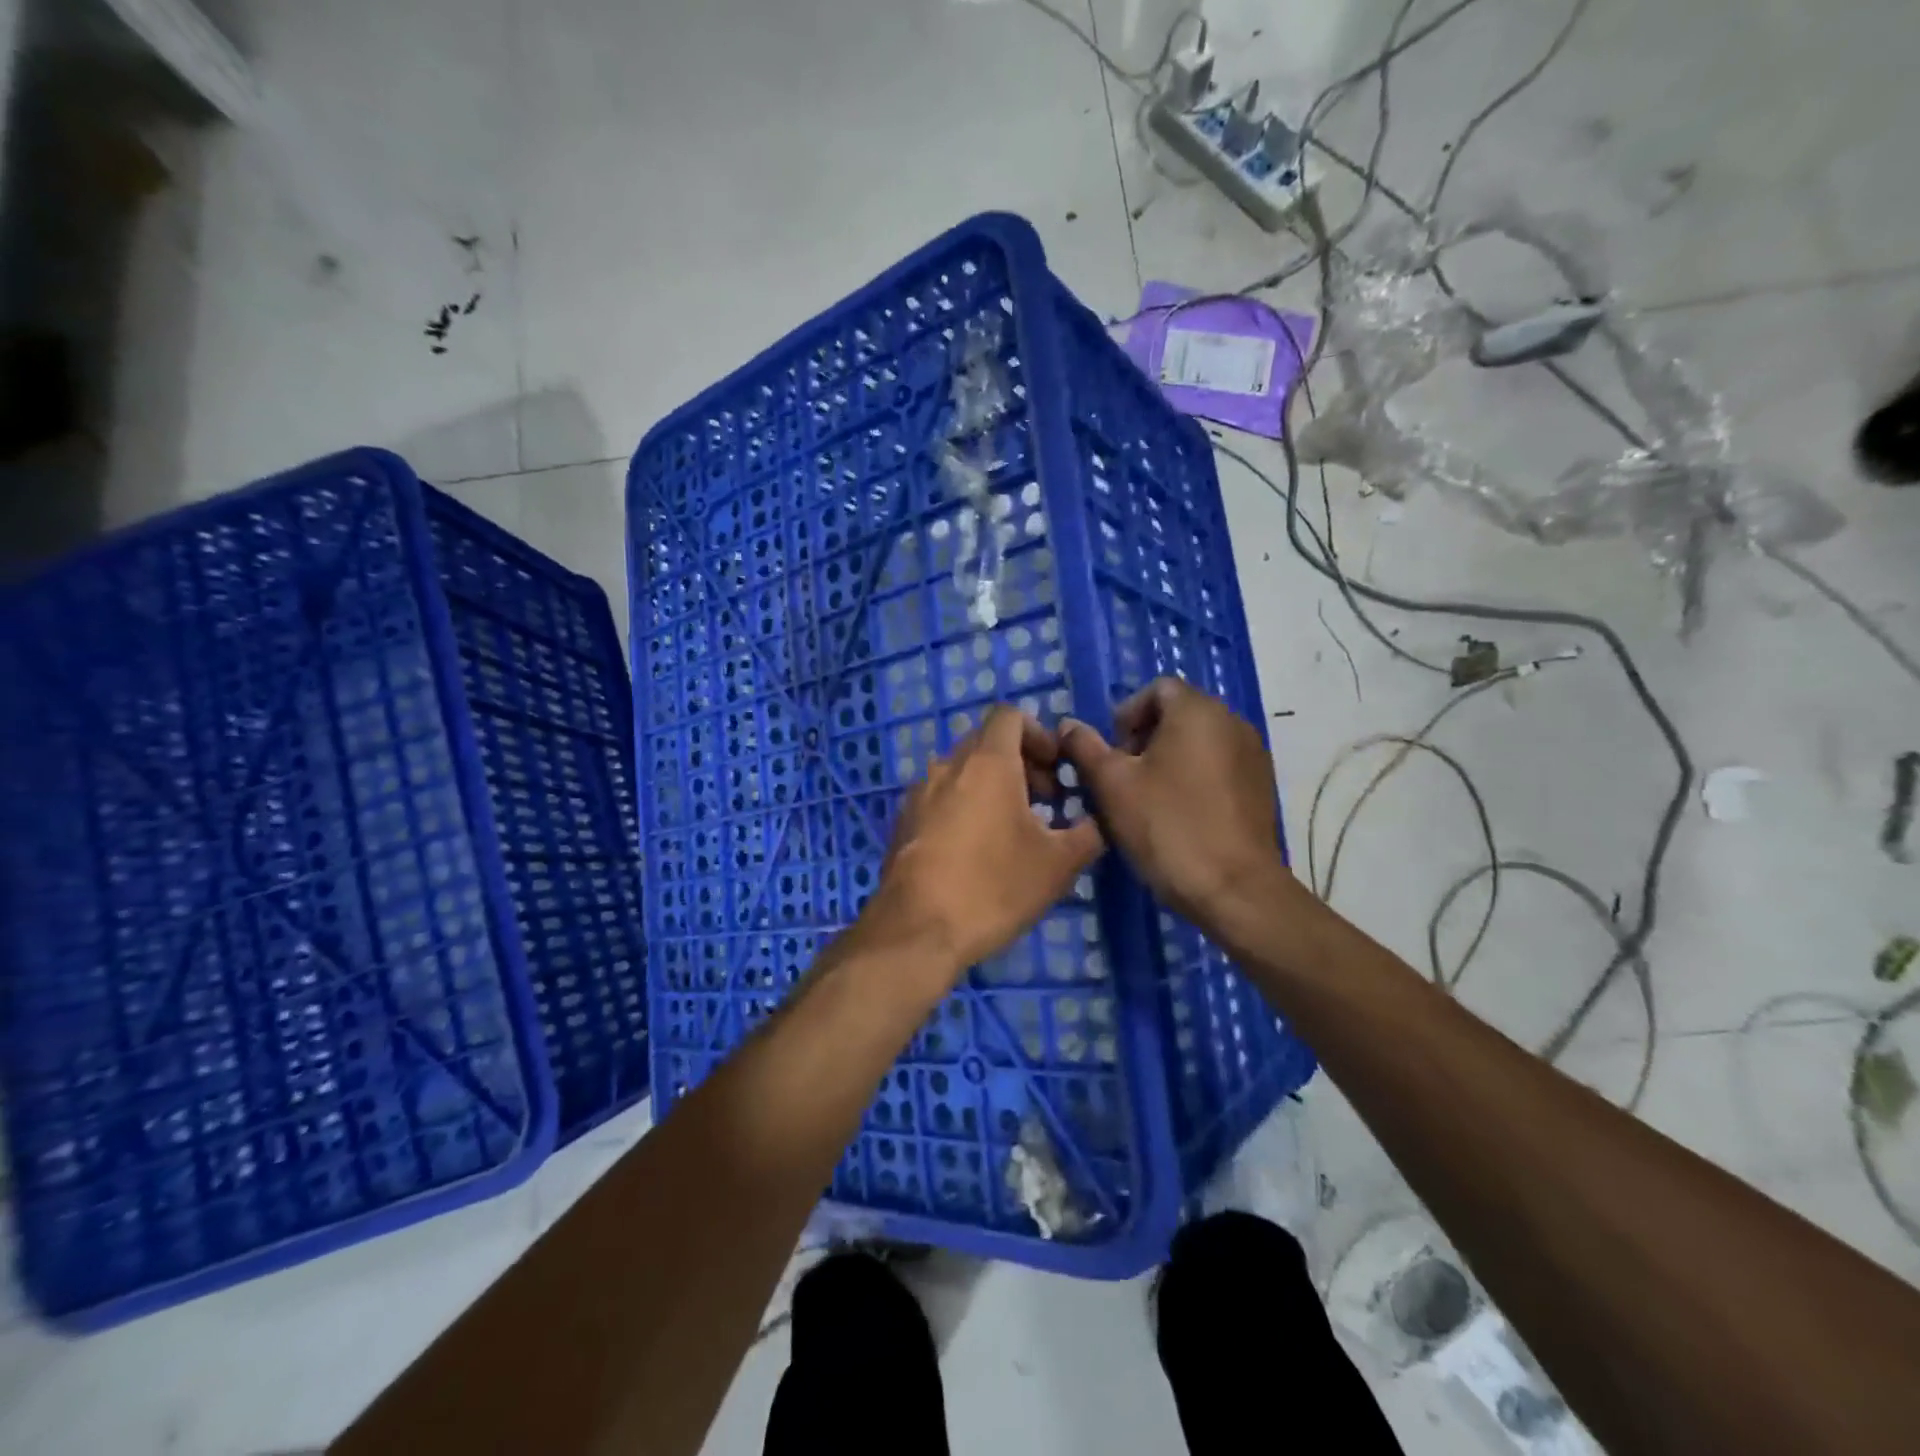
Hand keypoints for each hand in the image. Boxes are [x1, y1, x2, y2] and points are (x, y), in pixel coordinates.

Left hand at [866, 705, 1104, 976]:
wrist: (916, 931)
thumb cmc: (993, 887)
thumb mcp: (1058, 864)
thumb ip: (1087, 834)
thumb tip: (1094, 823)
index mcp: (987, 762)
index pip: (1009, 716)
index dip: (1039, 734)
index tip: (1057, 769)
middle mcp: (947, 766)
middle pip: (986, 742)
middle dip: (1021, 763)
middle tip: (1045, 803)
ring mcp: (919, 794)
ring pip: (962, 772)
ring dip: (992, 787)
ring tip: (1013, 830)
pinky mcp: (902, 822)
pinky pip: (940, 798)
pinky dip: (964, 806)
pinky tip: (977, 852)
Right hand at [1058, 678, 1286, 927]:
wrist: (1234, 889)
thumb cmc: (1167, 826)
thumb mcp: (1112, 785)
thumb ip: (1085, 747)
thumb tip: (1068, 725)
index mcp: (1197, 711)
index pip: (1157, 689)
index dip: (1126, 715)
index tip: (1111, 754)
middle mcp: (1232, 721)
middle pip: (1179, 713)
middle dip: (1145, 738)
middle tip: (1123, 778)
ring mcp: (1253, 755)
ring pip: (1200, 741)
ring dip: (1169, 759)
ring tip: (1148, 799)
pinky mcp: (1261, 787)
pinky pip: (1219, 766)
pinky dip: (1195, 777)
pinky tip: (1180, 814)